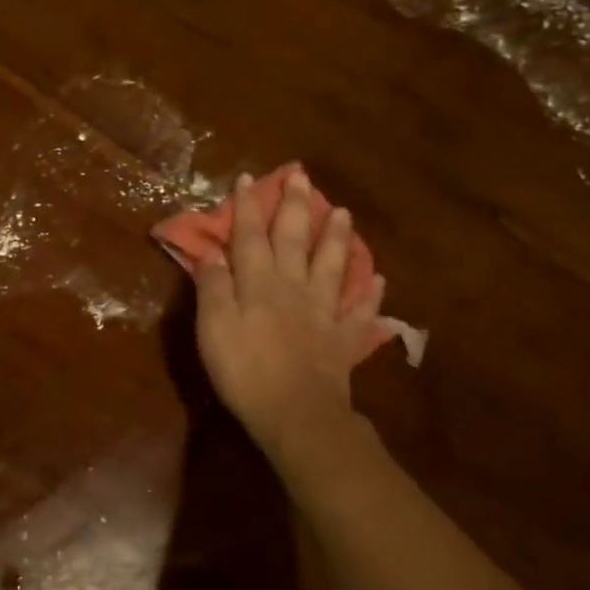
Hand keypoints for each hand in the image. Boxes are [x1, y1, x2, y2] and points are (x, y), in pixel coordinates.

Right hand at [195, 168, 383, 457]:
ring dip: (335, 237)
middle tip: (301, 176)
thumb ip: (213, 287)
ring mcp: (323, 312)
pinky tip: (377, 279)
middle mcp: (293, 287)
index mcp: (258, 283)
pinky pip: (359, 312)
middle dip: (295, 206)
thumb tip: (213, 252)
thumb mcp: (213, 327)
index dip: (248, 207)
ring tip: (342, 212)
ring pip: (331, 266)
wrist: (296, 413)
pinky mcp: (343, 339)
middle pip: (294, 240)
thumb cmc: (244, 370)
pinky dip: (369, 294)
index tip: (248, 179)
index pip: (250, 236)